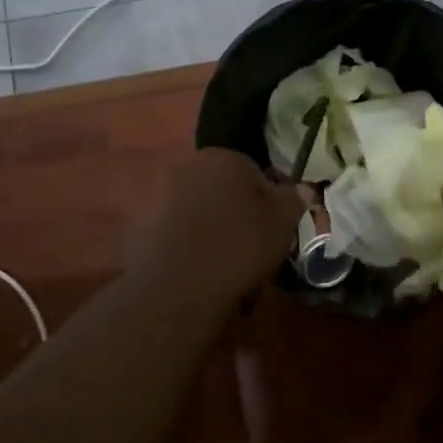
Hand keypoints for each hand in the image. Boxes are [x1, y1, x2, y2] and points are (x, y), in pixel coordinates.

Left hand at [123, 148, 305, 307]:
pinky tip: (195, 272)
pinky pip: (172, 231)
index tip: (270, 229)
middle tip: (248, 247)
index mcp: (223, 157)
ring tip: (222, 265)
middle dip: (234, 211)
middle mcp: (187, 166)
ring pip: (196, 209)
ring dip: (208, 228)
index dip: (266, 201)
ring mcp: (158, 193)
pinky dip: (184, 245)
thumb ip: (293, 199)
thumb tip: (302, 187)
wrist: (178, 286)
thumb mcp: (282, 222)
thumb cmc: (240, 244)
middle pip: (221, 188)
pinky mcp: (139, 224)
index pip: (253, 171)